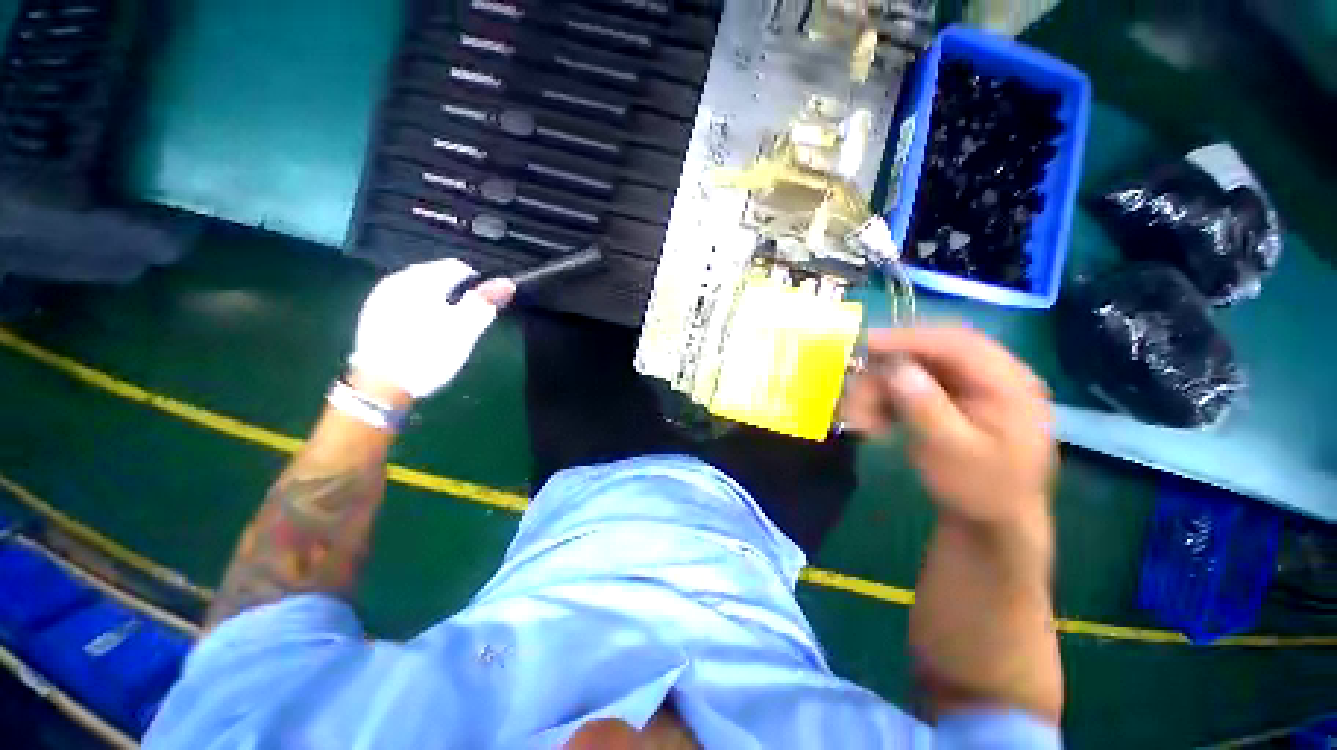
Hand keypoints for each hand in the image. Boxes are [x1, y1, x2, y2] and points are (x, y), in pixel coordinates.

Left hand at [348, 259, 515, 400]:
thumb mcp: (464, 330)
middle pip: (436, 276)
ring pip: (419, 289)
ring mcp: (380, 297)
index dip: (477, 285)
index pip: (457, 267)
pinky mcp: (372, 315)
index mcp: (421, 280)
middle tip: (467, 319)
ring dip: (437, 301)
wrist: (380, 388)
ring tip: (447, 325)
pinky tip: (423, 331)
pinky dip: (419, 309)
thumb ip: (485, 303)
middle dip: (455, 292)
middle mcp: (397, 280)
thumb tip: (507, 283)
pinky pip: (403, 302)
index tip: (483, 307)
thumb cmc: (428, 355)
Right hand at [844, 326, 1055, 527]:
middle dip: (888, 371)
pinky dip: (887, 399)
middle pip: (931, 352)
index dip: (908, 339)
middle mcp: (991, 374)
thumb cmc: (979, 490)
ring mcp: (970, 385)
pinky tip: (876, 422)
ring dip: (882, 389)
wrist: (990, 521)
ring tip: (862, 420)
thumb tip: (897, 368)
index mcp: (1009, 383)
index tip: (864, 344)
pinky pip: (910, 385)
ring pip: (914, 369)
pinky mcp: (951, 396)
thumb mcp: (952, 453)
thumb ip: (926, 409)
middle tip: (855, 391)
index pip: (956, 344)